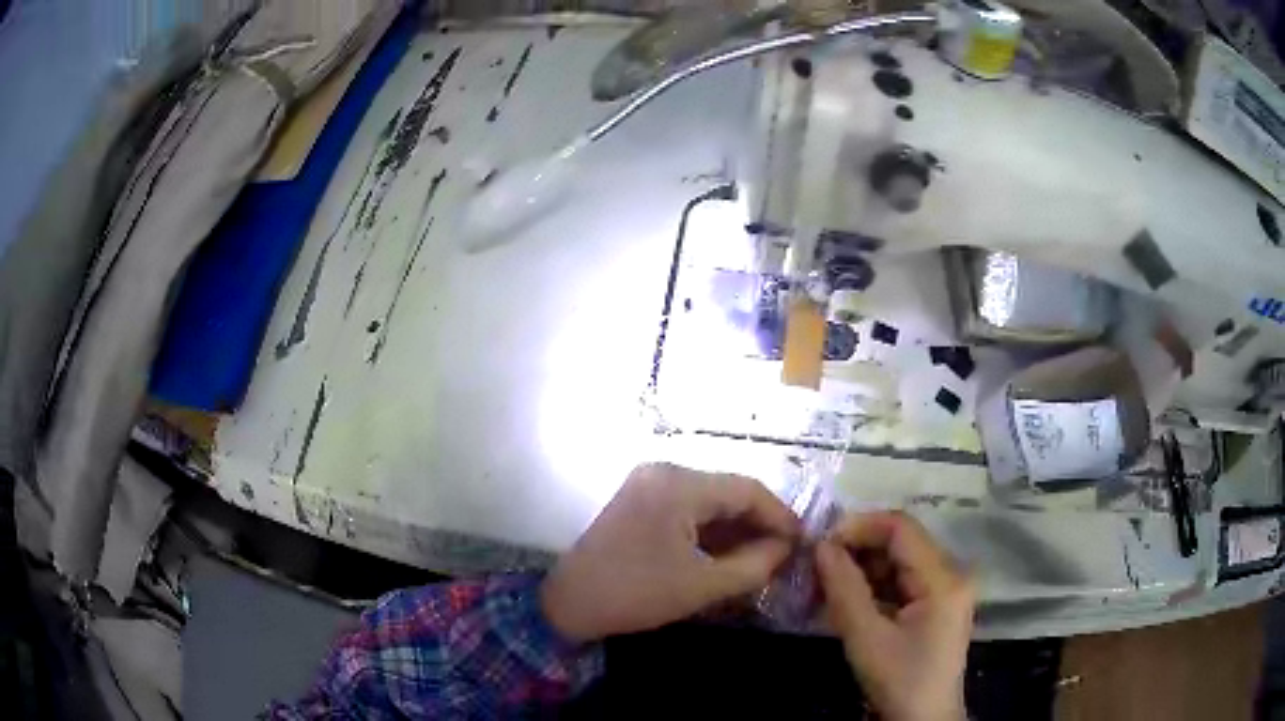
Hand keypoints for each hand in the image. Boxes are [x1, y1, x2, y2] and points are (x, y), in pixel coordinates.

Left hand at [541, 463, 798, 643]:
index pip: (747, 489)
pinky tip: (728, 554)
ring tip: (762, 558)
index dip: (780, 515)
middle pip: (728, 492)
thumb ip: (754, 565)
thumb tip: (786, 549)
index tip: (803, 542)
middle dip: (759, 523)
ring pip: (709, 501)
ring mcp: (648, 484)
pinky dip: (710, 531)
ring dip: (736, 528)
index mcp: (679, 485)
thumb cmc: (635, 594)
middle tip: (784, 554)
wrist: (568, 603)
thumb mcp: (702, 586)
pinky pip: (687, 509)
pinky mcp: (639, 501)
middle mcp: (664, 472)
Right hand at [815, 511, 973, 720]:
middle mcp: (951, 573)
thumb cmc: (900, 681)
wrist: (925, 720)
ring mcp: (945, 589)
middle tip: (815, 567)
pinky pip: (901, 582)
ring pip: (898, 562)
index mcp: (943, 577)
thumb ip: (844, 589)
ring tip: (823, 586)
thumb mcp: (867, 639)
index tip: (820, 544)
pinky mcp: (936, 605)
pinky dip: (872, 587)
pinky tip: (844, 601)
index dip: (859, 527)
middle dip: (856, 550)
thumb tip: (820, 546)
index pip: (901, 527)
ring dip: (860, 569)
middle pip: (900, 543)